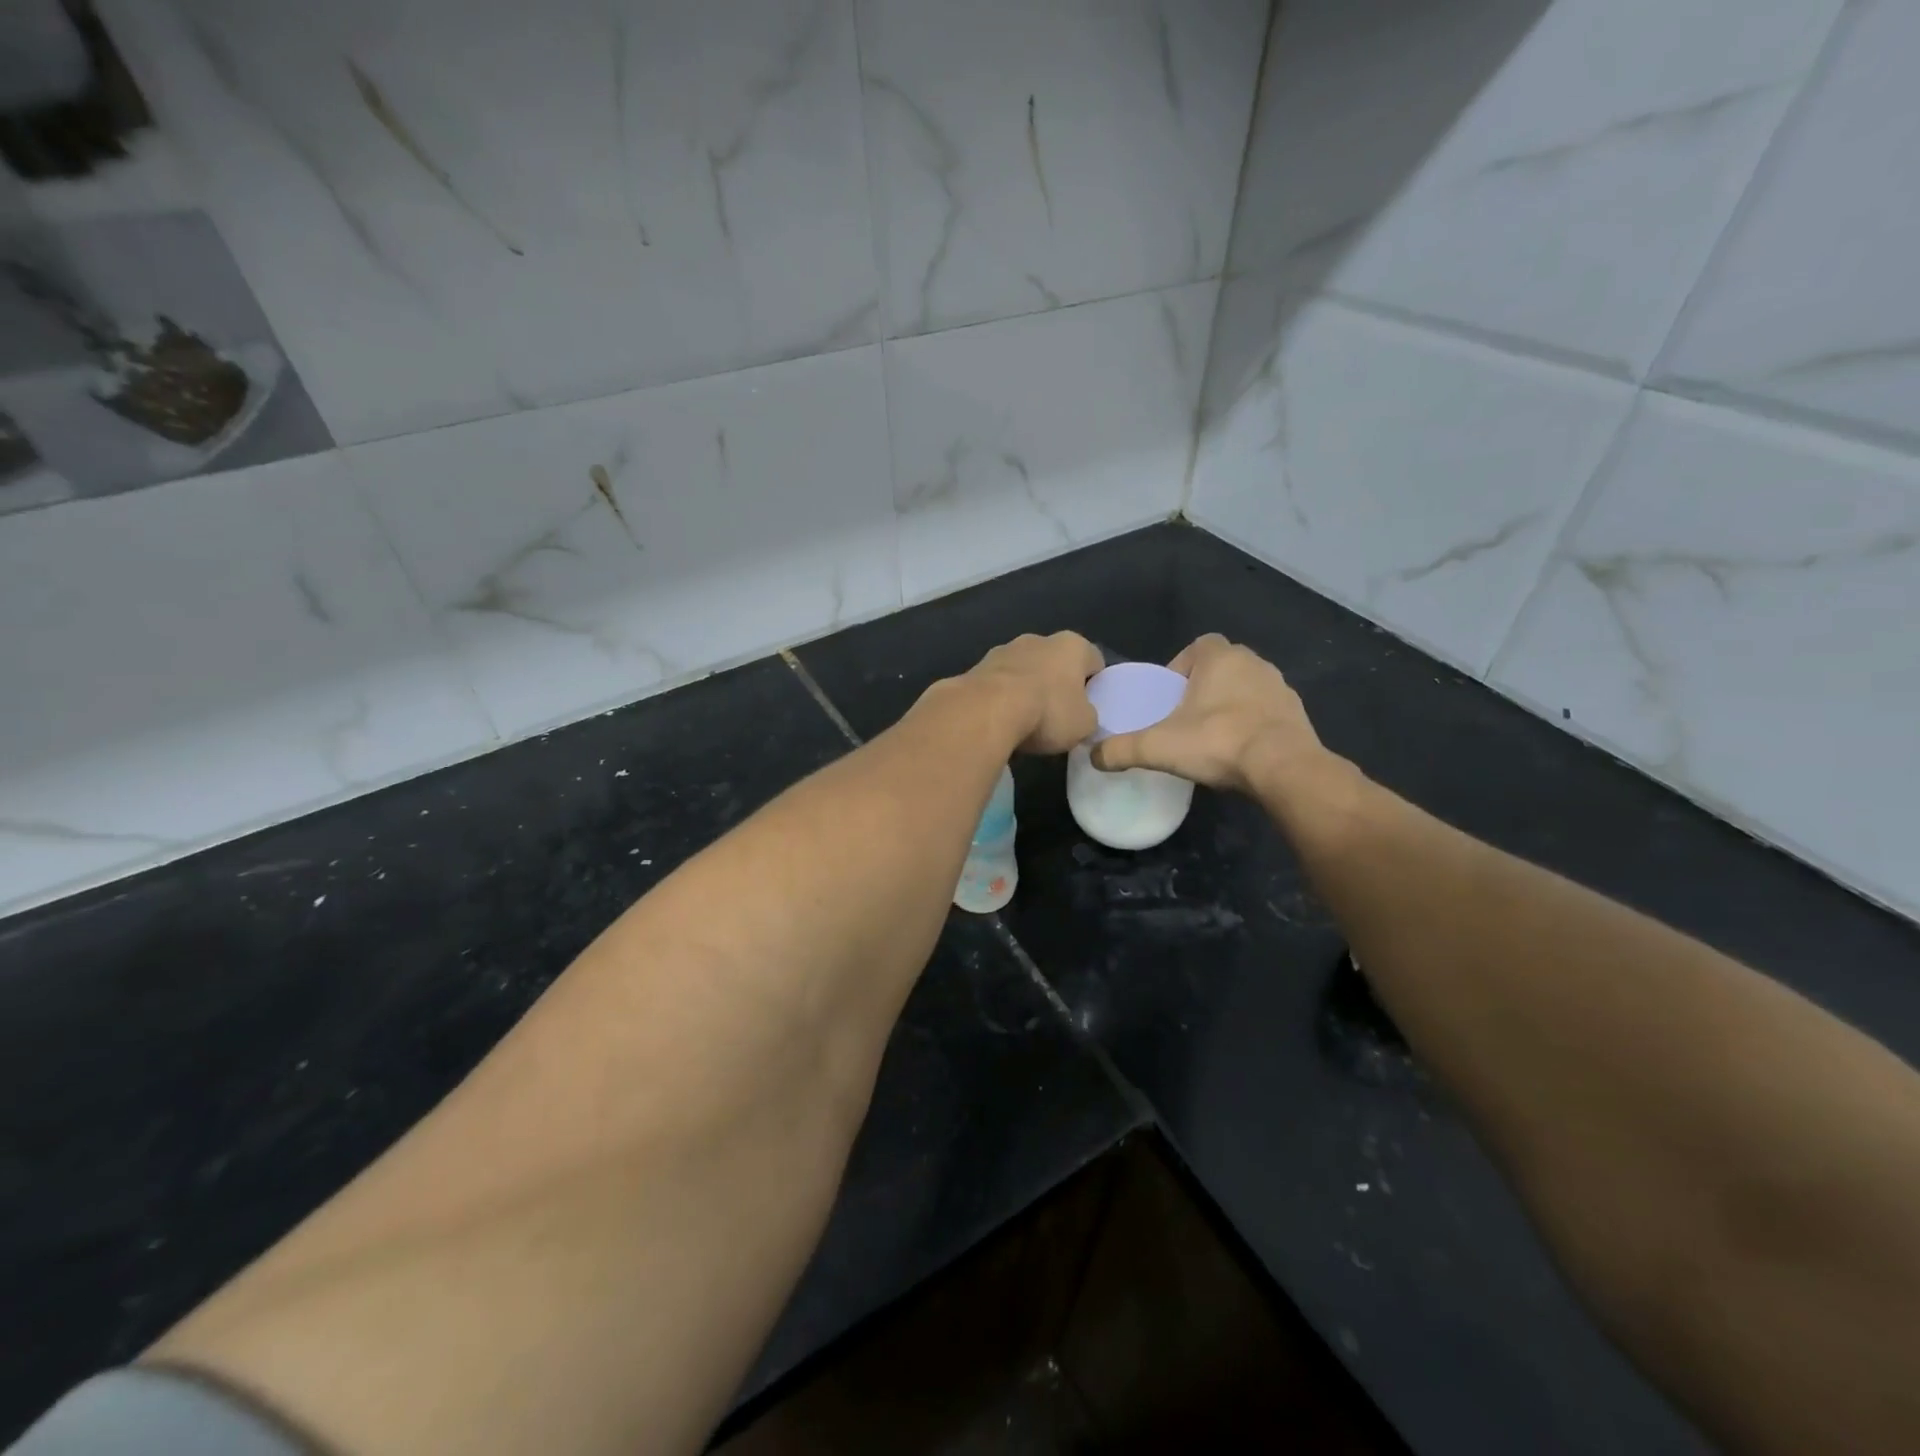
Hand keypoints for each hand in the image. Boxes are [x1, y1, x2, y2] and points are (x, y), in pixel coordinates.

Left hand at [963, 632, 1102, 754]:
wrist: (987, 710)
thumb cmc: (1047, 711)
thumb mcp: (1084, 724)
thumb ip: (1088, 716)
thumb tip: (1081, 716)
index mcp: (1072, 645)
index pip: (1094, 660)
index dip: (1095, 683)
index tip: (1089, 706)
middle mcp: (1038, 639)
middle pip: (1055, 662)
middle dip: (1057, 683)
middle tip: (1058, 714)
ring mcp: (1004, 649)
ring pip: (1024, 669)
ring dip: (1026, 688)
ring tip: (1025, 720)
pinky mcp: (977, 666)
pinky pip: (998, 683)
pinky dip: (1002, 697)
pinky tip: (1000, 719)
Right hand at [1091, 635, 1341, 801]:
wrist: (1283, 768)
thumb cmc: (1218, 742)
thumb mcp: (1158, 747)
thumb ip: (1121, 749)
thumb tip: (1092, 757)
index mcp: (1220, 658)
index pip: (1198, 645)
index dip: (1181, 666)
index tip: (1169, 695)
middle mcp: (1254, 663)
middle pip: (1222, 666)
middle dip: (1204, 686)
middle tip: (1186, 717)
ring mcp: (1280, 688)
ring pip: (1247, 688)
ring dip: (1231, 704)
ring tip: (1213, 735)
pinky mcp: (1298, 714)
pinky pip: (1267, 711)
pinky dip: (1253, 724)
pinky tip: (1240, 750)